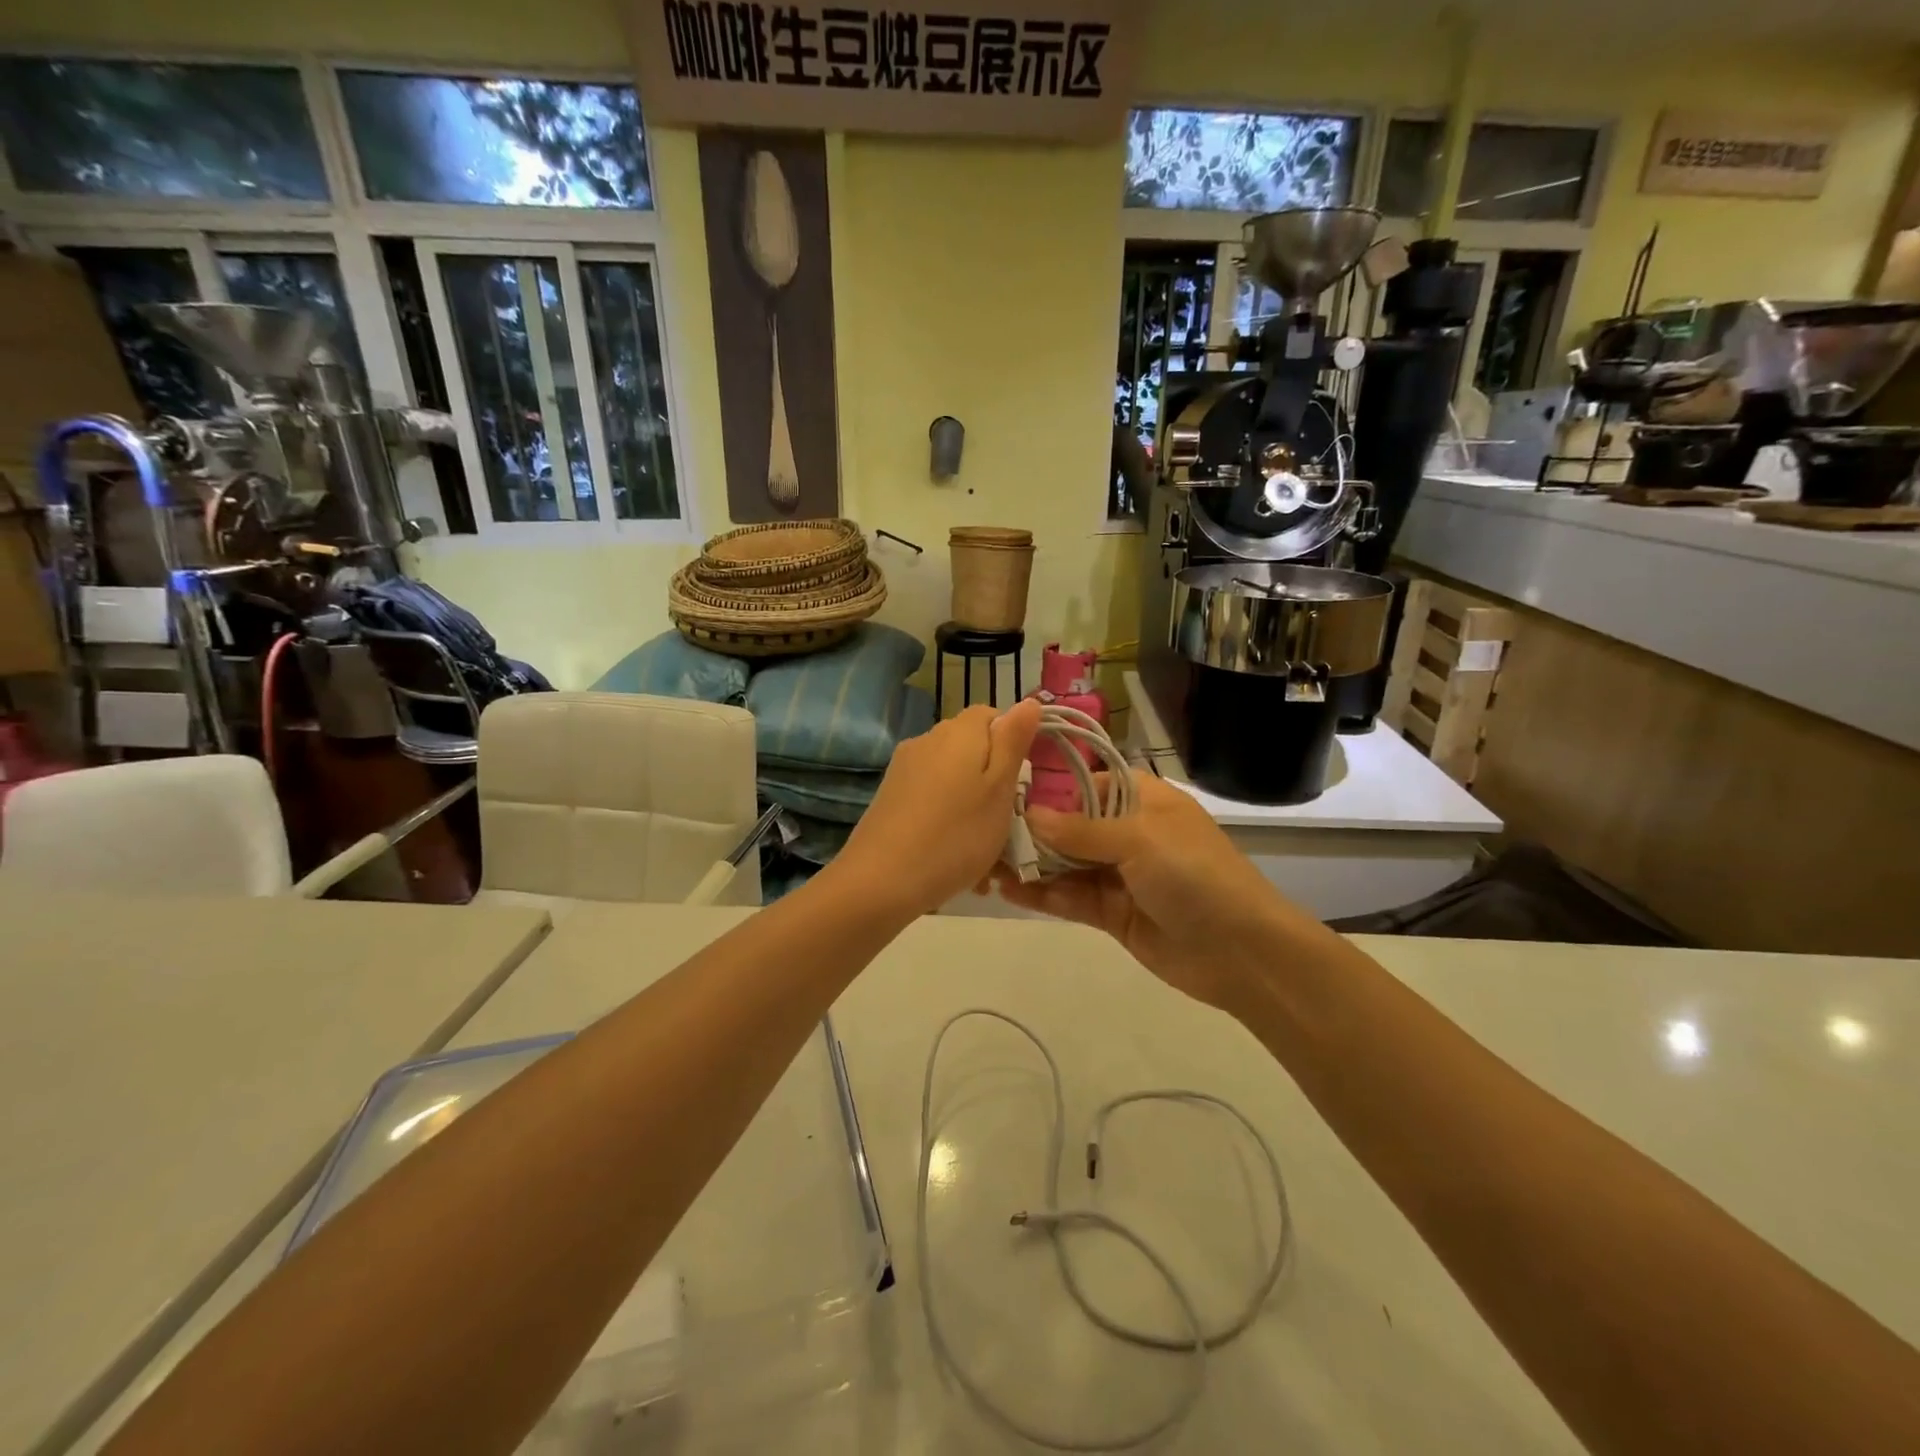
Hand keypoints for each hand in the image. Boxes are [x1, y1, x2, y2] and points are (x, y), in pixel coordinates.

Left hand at [832, 700, 1041, 919]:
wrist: (881, 880)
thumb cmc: (956, 835)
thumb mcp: (999, 789)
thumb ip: (1013, 742)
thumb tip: (1029, 700)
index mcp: (959, 731)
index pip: (993, 715)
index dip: (1012, 744)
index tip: (1021, 783)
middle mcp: (928, 739)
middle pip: (971, 745)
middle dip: (991, 776)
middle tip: (1006, 820)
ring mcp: (904, 767)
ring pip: (951, 774)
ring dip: (970, 801)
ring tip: (980, 847)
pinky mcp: (890, 794)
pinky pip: (930, 795)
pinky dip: (945, 815)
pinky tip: (950, 851)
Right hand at [992, 773, 1299, 1010]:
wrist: (1241, 951)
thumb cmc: (1194, 874)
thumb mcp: (1138, 840)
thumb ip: (1080, 829)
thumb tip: (1029, 815)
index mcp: (1142, 801)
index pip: (1087, 785)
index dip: (1050, 789)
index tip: (1006, 793)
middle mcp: (1128, 833)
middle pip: (1071, 826)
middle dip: (1032, 831)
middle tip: (984, 832)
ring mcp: (1120, 876)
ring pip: (1067, 864)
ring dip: (1032, 864)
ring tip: (986, 863)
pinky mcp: (1113, 913)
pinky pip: (1072, 898)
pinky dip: (1043, 895)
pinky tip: (1009, 890)